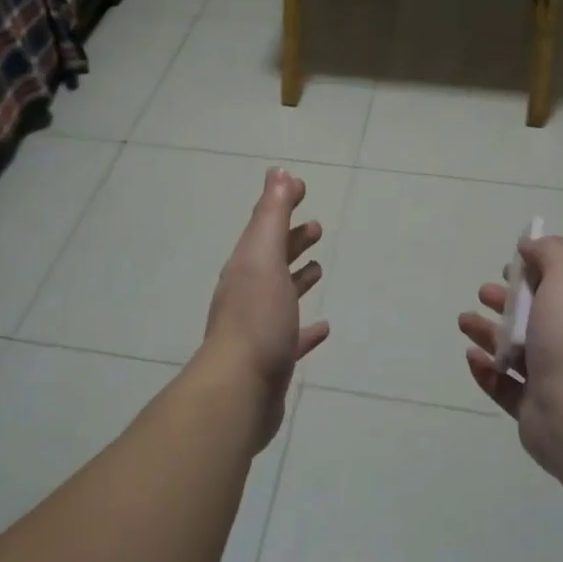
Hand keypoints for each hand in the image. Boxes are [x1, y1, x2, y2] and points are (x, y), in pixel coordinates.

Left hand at [202, 168, 329, 449]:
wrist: (239, 389)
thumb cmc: (256, 317)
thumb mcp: (263, 257)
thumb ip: (270, 215)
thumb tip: (278, 172)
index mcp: (246, 267)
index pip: (265, 226)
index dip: (282, 204)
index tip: (301, 187)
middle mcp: (249, 293)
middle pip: (272, 258)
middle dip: (291, 239)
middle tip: (316, 227)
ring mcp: (259, 327)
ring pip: (281, 294)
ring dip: (297, 277)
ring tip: (318, 268)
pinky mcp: (273, 359)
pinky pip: (293, 336)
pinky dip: (307, 328)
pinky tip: (324, 328)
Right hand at [458, 234, 562, 476]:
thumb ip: (550, 253)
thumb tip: (529, 244)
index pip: (559, 287)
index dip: (532, 274)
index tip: (507, 268)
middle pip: (533, 318)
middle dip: (505, 302)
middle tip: (482, 294)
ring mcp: (552, 380)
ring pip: (514, 351)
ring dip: (487, 333)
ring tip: (464, 323)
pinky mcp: (531, 409)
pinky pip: (503, 385)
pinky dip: (485, 370)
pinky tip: (472, 357)